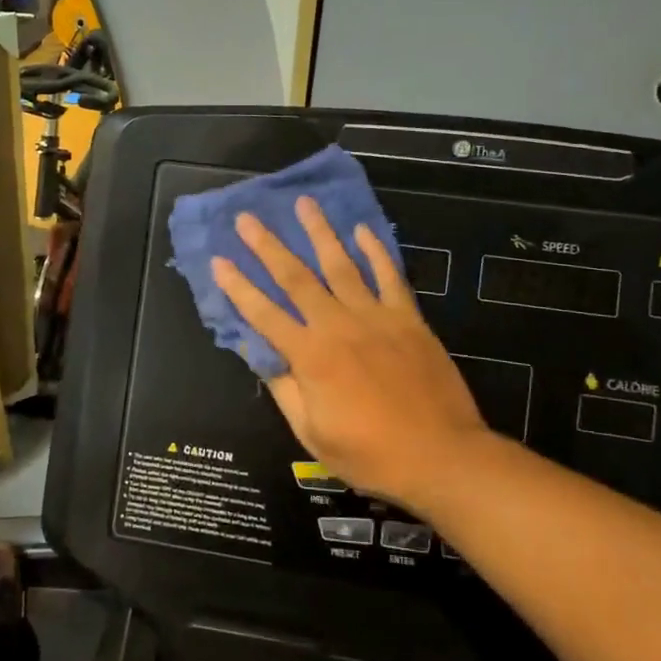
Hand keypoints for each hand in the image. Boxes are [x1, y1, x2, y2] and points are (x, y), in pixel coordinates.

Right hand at [211, 197, 496, 511]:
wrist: (442, 457)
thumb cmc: (370, 454)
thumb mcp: (313, 433)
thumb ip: (284, 388)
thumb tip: (258, 352)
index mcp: (310, 356)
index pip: (263, 314)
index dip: (238, 288)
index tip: (218, 260)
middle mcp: (338, 326)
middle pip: (296, 278)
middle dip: (268, 246)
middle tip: (248, 218)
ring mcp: (376, 318)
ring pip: (341, 265)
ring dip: (320, 233)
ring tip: (304, 203)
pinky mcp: (408, 319)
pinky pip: (389, 277)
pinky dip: (375, 251)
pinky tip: (362, 230)